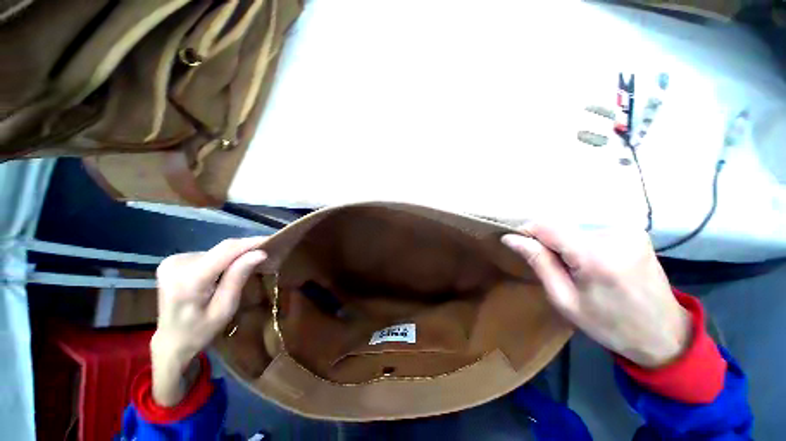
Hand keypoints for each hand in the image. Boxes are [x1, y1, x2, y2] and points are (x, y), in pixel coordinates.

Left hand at [151, 237, 266, 405]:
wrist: (170, 340)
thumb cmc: (200, 331)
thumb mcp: (224, 309)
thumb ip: (238, 278)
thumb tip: (259, 253)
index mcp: (189, 279)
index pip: (226, 250)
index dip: (250, 242)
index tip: (272, 240)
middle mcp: (177, 264)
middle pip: (221, 250)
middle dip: (244, 250)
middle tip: (264, 256)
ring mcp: (172, 261)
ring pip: (216, 251)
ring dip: (233, 256)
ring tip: (247, 265)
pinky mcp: (173, 260)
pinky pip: (207, 254)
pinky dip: (221, 260)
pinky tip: (225, 271)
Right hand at [502, 224, 689, 367]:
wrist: (664, 334)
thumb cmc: (609, 324)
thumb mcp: (564, 299)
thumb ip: (539, 263)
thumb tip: (511, 238)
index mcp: (596, 257)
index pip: (546, 226)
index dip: (527, 231)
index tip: (519, 245)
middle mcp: (614, 235)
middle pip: (561, 226)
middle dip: (548, 242)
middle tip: (553, 267)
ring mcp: (628, 231)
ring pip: (576, 228)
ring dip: (566, 243)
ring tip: (575, 268)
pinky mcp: (635, 232)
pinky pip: (593, 230)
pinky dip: (583, 243)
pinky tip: (593, 263)